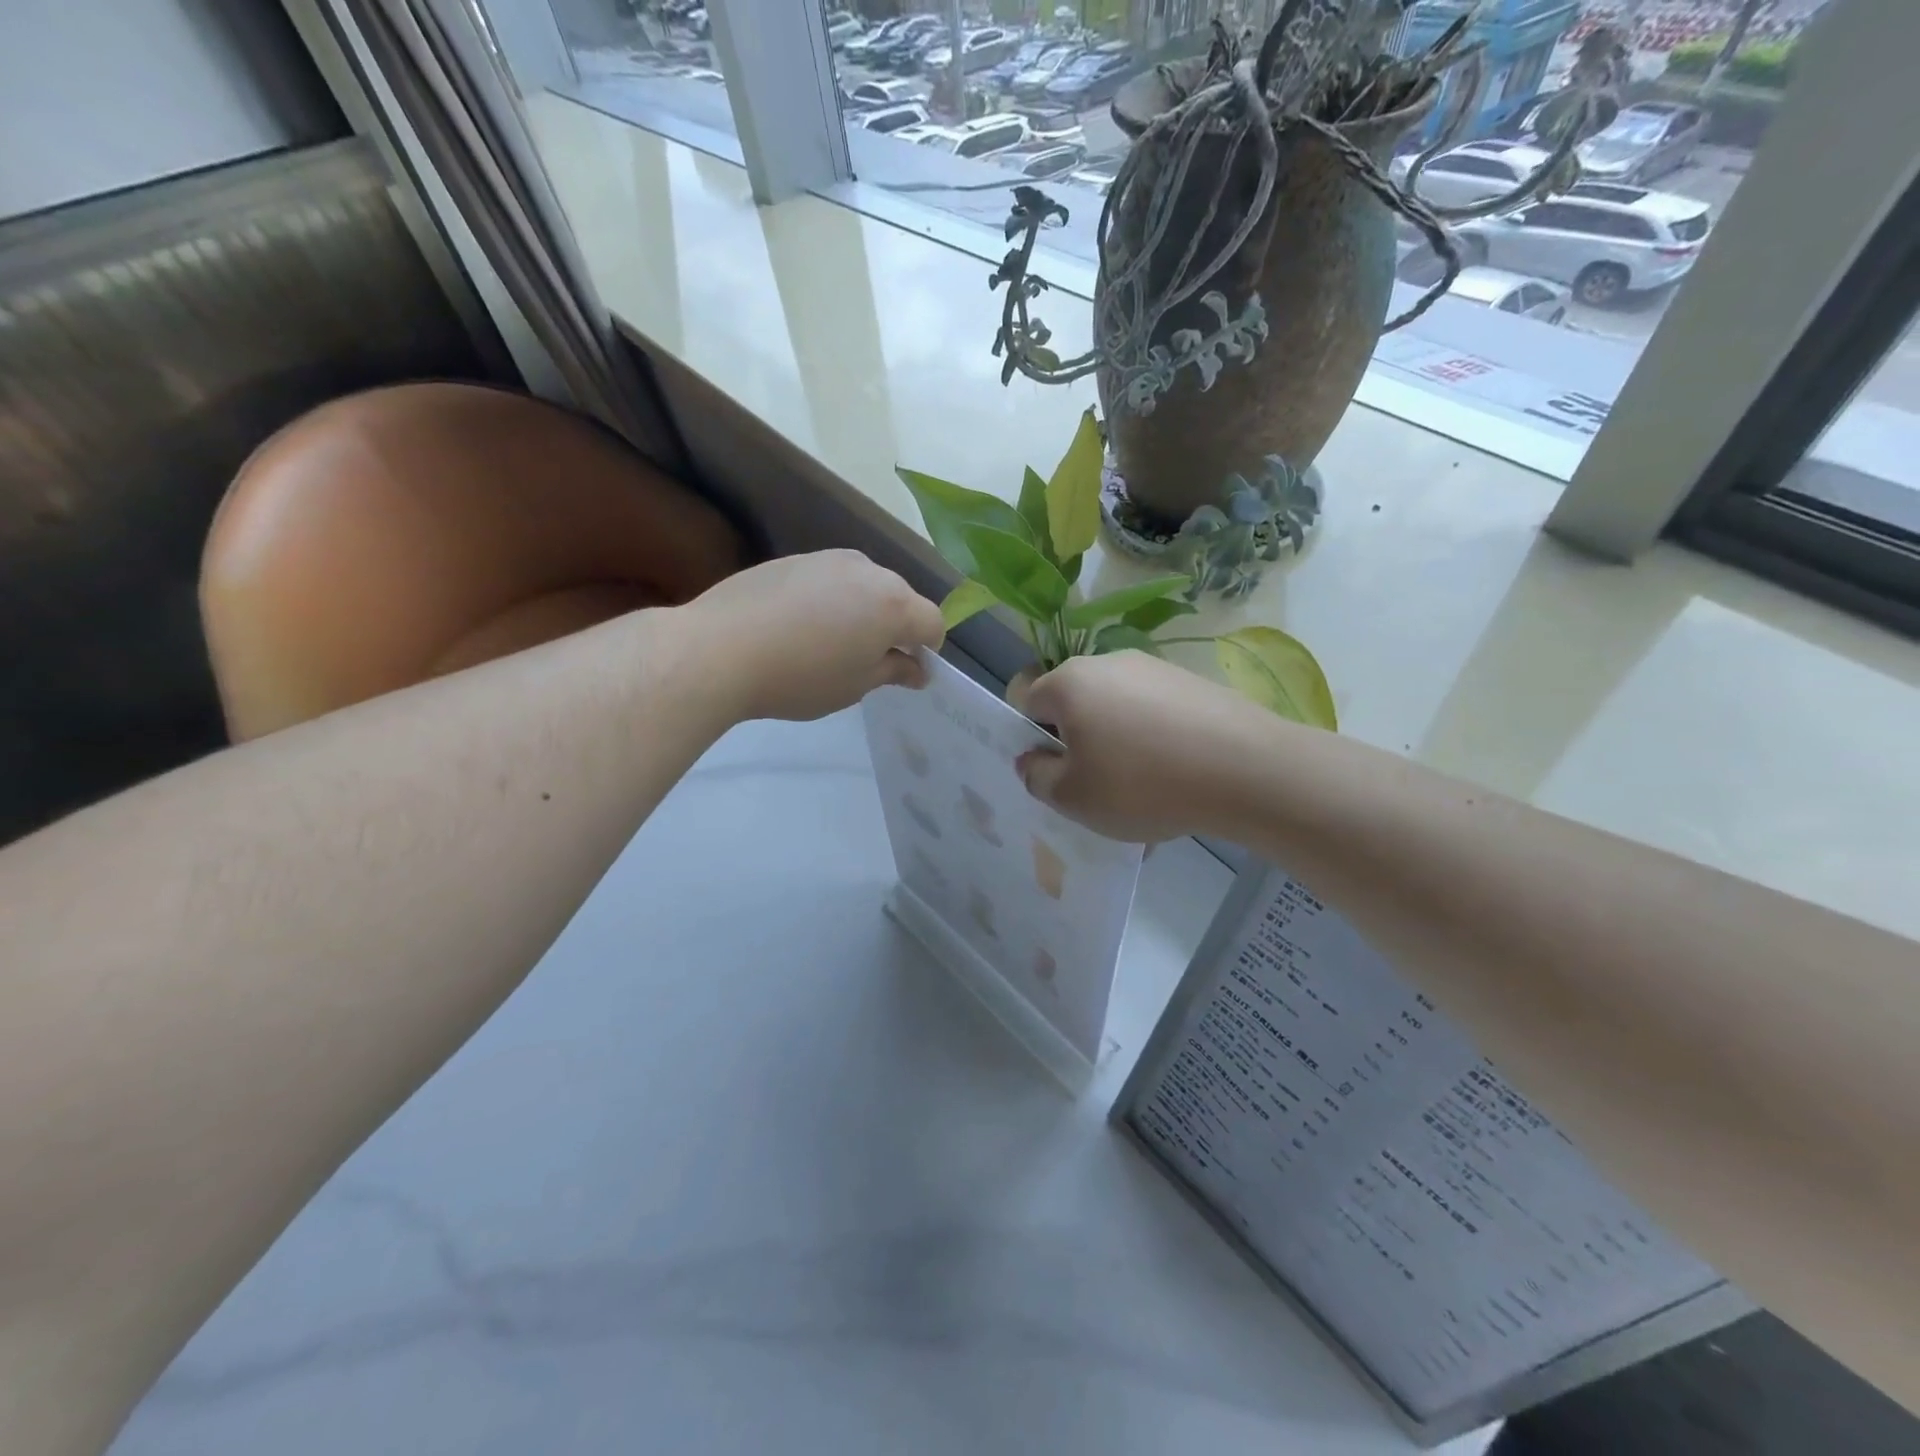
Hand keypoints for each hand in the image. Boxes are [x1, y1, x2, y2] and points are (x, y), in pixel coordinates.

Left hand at [686, 550, 943, 722]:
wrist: (720, 649)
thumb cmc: (800, 677)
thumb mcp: (855, 686)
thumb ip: (893, 671)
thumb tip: (917, 668)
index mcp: (894, 604)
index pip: (932, 622)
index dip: (927, 649)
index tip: (905, 672)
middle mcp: (869, 570)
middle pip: (900, 598)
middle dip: (896, 626)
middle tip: (867, 660)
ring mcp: (829, 559)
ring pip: (865, 585)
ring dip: (863, 610)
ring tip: (830, 642)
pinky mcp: (794, 558)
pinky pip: (830, 579)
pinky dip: (830, 599)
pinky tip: (799, 626)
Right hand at [1009, 652, 1259, 842]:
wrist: (1246, 770)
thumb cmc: (1141, 784)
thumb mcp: (1072, 797)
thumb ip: (1037, 777)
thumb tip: (1032, 759)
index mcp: (1069, 683)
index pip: (1027, 700)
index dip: (1031, 738)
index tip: (1054, 771)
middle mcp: (1107, 663)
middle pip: (1074, 702)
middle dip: (1077, 740)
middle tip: (1096, 784)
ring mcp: (1154, 668)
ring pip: (1117, 709)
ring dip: (1117, 742)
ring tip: (1143, 788)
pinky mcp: (1192, 682)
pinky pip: (1155, 713)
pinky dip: (1155, 741)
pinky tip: (1176, 776)